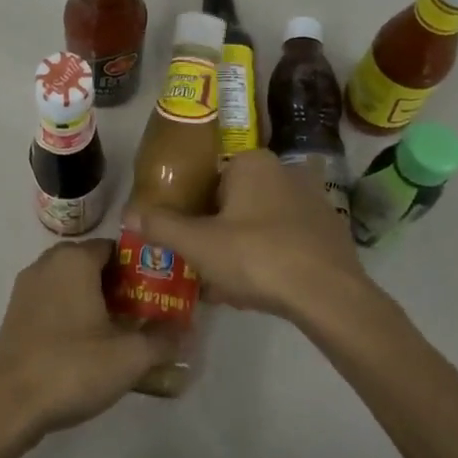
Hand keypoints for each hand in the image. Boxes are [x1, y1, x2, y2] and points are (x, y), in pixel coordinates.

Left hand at [0, 240, 180, 443]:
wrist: (6, 404)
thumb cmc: (72, 367)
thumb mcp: (129, 357)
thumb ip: (162, 339)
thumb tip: (185, 330)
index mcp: (74, 259)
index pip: (115, 248)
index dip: (139, 269)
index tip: (158, 294)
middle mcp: (48, 263)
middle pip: (93, 265)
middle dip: (119, 287)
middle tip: (143, 316)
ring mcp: (27, 288)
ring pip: (71, 284)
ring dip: (94, 302)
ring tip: (118, 334)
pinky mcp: (14, 314)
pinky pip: (53, 302)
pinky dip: (71, 314)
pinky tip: (86, 347)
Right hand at [126, 151, 369, 322]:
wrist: (329, 295)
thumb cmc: (257, 257)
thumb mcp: (198, 244)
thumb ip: (161, 226)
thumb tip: (126, 213)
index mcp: (251, 162)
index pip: (210, 179)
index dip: (194, 212)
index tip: (188, 242)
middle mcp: (284, 170)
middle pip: (235, 202)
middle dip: (218, 233)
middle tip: (205, 267)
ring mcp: (312, 200)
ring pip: (261, 223)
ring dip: (243, 249)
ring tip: (230, 286)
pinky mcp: (330, 230)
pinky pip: (287, 239)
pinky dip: (272, 257)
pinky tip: (262, 289)